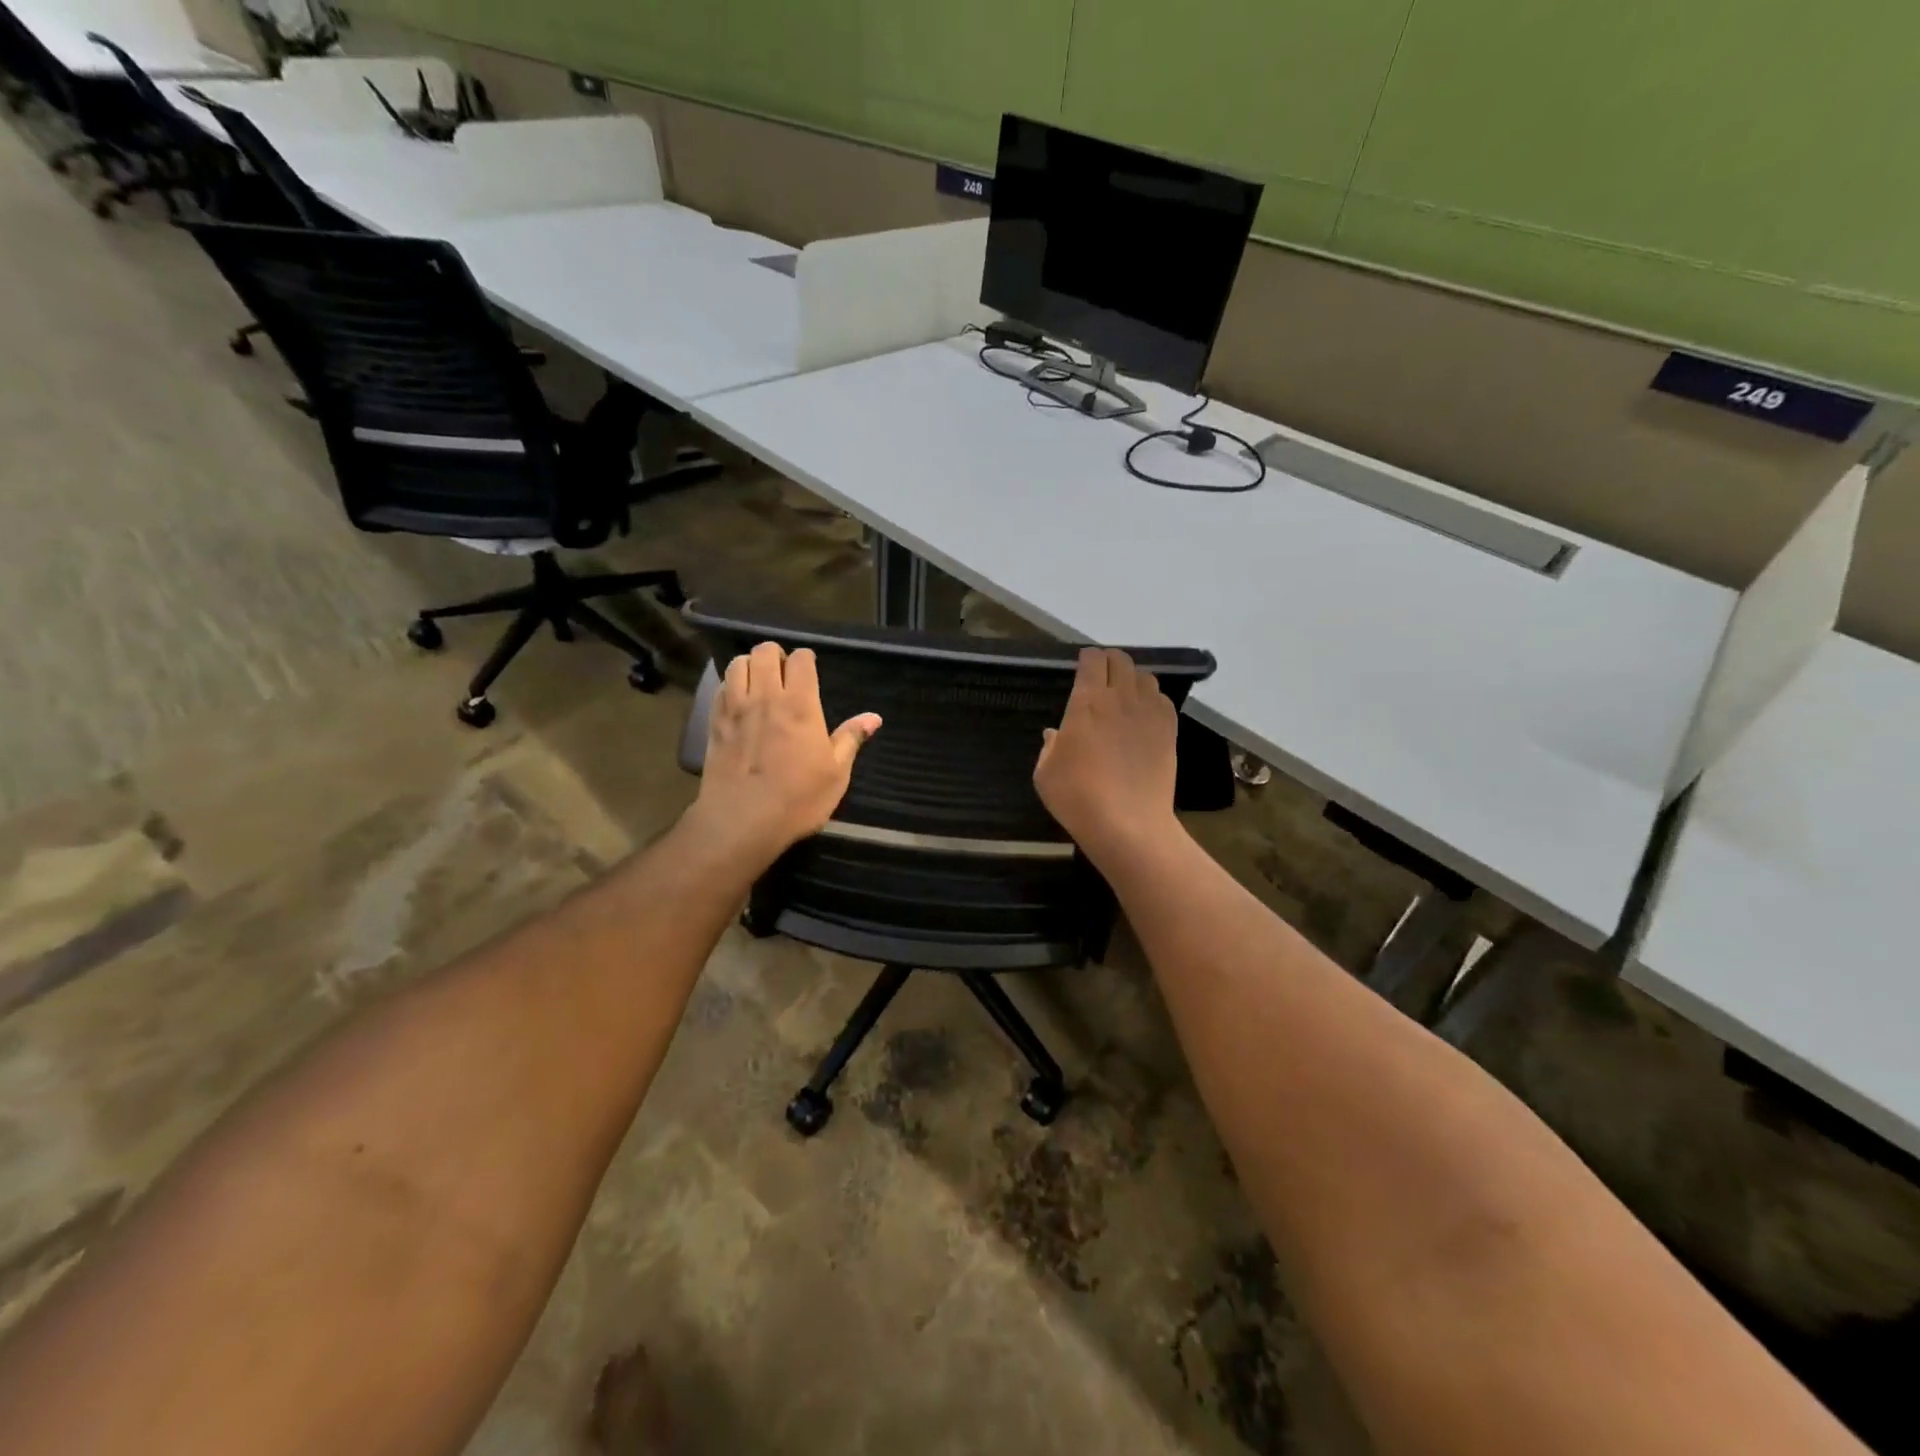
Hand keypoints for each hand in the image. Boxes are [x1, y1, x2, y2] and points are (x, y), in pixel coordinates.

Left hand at [684, 643, 881, 871]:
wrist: (741, 822)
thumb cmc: (797, 799)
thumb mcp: (836, 774)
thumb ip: (851, 739)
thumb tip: (874, 718)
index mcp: (800, 705)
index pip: (801, 659)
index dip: (806, 659)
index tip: (810, 670)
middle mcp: (766, 697)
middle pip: (764, 652)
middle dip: (776, 655)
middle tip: (784, 673)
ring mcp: (735, 708)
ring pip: (738, 663)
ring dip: (751, 665)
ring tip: (760, 682)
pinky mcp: (714, 723)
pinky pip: (721, 688)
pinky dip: (731, 685)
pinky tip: (739, 701)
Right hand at [1034, 648, 1180, 862]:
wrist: (1128, 824)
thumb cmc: (1077, 797)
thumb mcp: (1045, 773)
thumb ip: (1050, 746)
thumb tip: (1055, 733)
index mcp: (1086, 702)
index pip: (1092, 660)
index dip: (1087, 658)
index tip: (1082, 667)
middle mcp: (1120, 698)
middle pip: (1121, 660)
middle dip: (1110, 661)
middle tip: (1101, 676)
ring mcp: (1149, 713)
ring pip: (1145, 677)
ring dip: (1132, 679)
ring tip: (1124, 695)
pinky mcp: (1169, 730)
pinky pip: (1162, 700)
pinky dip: (1152, 700)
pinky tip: (1143, 716)